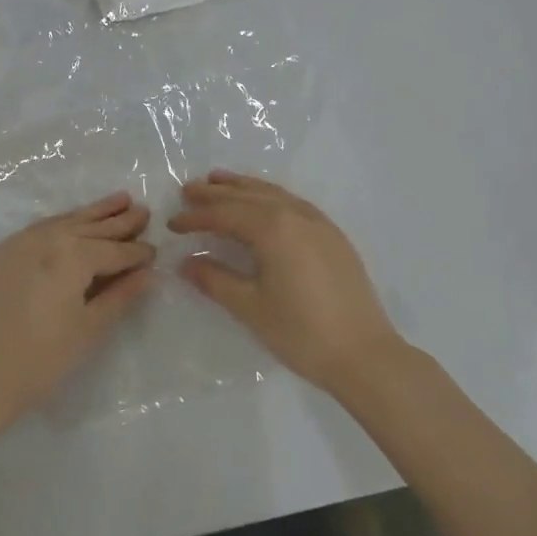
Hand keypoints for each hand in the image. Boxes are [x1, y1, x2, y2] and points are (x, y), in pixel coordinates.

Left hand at [0, 192, 154, 421]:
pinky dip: (64, 222)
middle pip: (91, 227)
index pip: (114, 251)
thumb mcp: (90, 328)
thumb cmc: (43, 358)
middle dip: (119, 221)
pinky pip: (42, 227)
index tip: (155, 250)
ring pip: (66, 221)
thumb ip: (121, 295)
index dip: (137, 253)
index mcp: (73, 255)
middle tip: (143, 210)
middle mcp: (49, 238)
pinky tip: (76, 221)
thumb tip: (149, 274)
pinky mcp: (4, 251)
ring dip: (94, 213)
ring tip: (119, 200)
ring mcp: (22, 241)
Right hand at [169, 171, 401, 393]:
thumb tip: (186, 263)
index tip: (172, 223)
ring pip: (273, 194)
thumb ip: (215, 280)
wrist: (364, 354)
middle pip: (248, 195)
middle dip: (216, 193)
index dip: (196, 217)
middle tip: (188, 190)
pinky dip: (270, 196)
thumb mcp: (250, 307)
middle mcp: (296, 215)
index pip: (225, 214)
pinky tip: (263, 203)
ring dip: (244, 187)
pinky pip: (293, 203)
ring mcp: (319, 223)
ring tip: (219, 181)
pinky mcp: (333, 236)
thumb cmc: (301, 332)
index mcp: (273, 228)